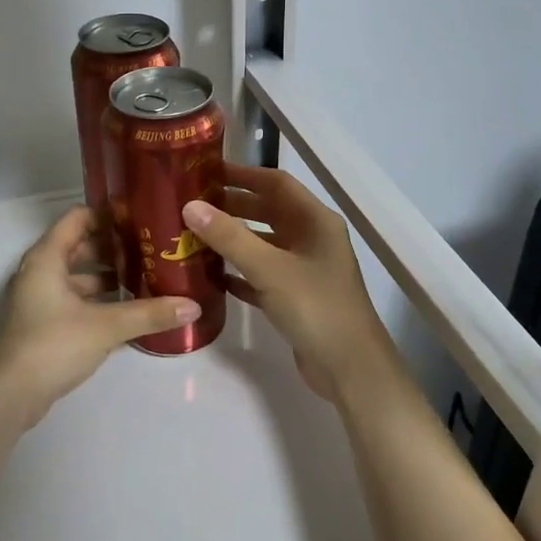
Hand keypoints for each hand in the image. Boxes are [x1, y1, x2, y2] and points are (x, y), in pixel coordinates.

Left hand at [0, 206, 201, 421]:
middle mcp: (40, 271)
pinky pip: (74, 298)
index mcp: (47, 258)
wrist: (10, 395)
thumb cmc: (53, 345)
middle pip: (79, 245)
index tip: (142, 218)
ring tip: (145, 278)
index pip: (78, 217)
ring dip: (107, 275)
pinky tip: (126, 310)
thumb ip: (149, 314)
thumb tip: (193, 306)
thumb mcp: (106, 326)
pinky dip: (97, 298)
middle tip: (151, 249)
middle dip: (114, 247)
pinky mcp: (42, 323)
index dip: (108, 214)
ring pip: (77, 275)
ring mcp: (39, 298)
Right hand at [181, 164, 400, 403]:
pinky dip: (241, 272)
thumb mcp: (270, 268)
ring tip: (195, 237)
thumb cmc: (315, 307)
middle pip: (269, 212)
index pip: (277, 184)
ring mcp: (306, 270)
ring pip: (264, 244)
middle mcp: (313, 239)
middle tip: (192, 205)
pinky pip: (263, 276)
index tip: (206, 173)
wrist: (350, 368)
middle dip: (233, 207)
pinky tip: (214, 276)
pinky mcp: (297, 298)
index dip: (244, 175)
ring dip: (234, 240)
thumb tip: (190, 206)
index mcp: (316, 221)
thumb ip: (230, 236)